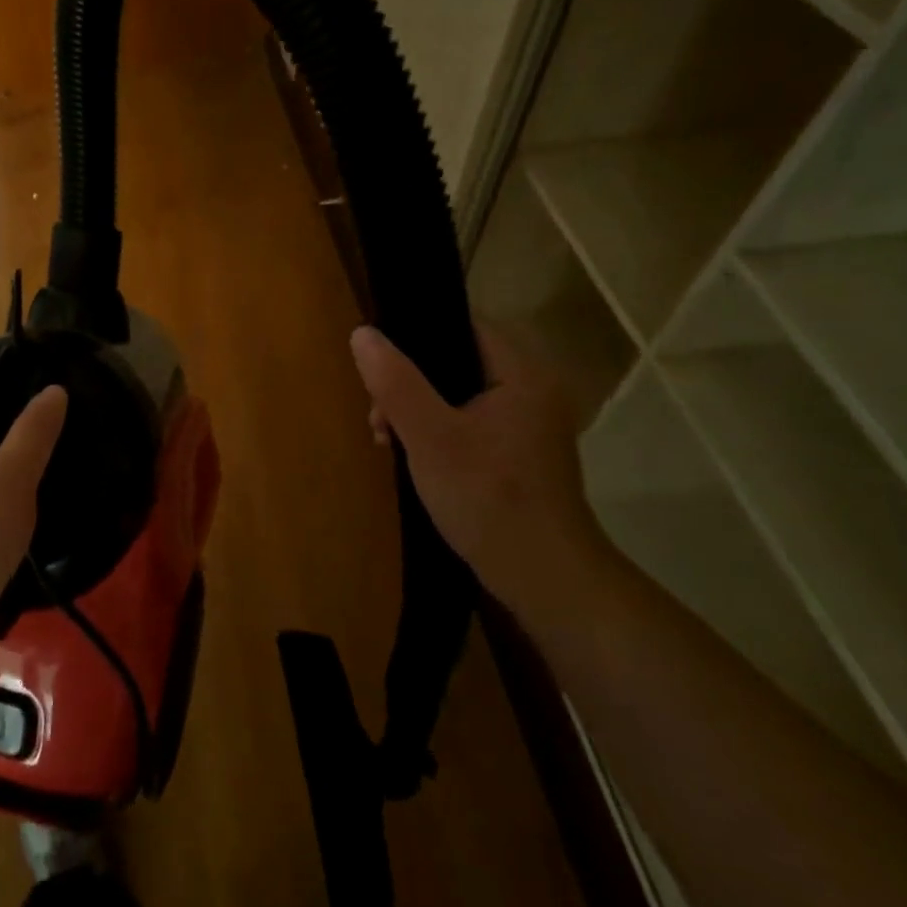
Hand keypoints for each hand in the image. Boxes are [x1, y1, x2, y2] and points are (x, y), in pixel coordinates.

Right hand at [350, 324, 613, 624]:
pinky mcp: (519, 454)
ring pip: (457, 395)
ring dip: (416, 410)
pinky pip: (467, 422)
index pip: (463, 327)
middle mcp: (532, 391)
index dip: (416, 336)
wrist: (544, 579)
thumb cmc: (488, 498)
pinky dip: (437, 431)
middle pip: (455, 362)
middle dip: (408, 383)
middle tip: (378, 416)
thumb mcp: (429, 437)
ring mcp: (527, 425)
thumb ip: (395, 382)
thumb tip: (362, 334)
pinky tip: (411, 455)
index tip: (379, 365)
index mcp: (522, 375)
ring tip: (385, 439)